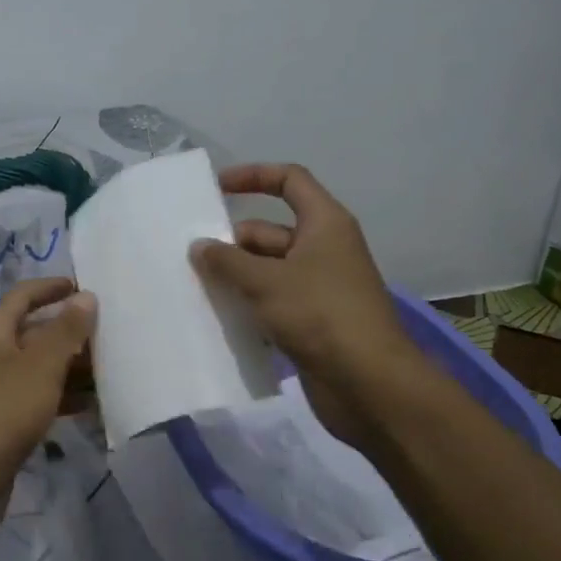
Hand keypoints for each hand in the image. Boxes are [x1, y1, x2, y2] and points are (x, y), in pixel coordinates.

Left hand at [0, 277, 96, 527]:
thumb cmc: (2, 412)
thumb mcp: (40, 366)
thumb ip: (65, 330)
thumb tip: (85, 296)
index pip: (23, 295)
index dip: (52, 288)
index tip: (85, 287)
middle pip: (34, 332)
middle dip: (70, 331)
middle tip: (109, 334)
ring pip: (39, 367)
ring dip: (71, 367)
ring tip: (110, 370)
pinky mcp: (2, 420)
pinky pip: (38, 397)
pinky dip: (63, 396)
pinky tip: (92, 405)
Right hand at [191, 163, 424, 456]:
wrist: (369, 384)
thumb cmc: (320, 314)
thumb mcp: (266, 281)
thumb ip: (227, 261)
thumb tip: (199, 247)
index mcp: (324, 223)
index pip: (289, 180)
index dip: (253, 176)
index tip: (216, 188)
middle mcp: (324, 249)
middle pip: (269, 231)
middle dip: (232, 242)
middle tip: (191, 259)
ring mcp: (319, 286)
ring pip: (268, 270)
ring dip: (237, 277)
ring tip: (195, 288)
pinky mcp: (313, 320)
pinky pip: (273, 301)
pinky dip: (249, 305)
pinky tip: (218, 318)